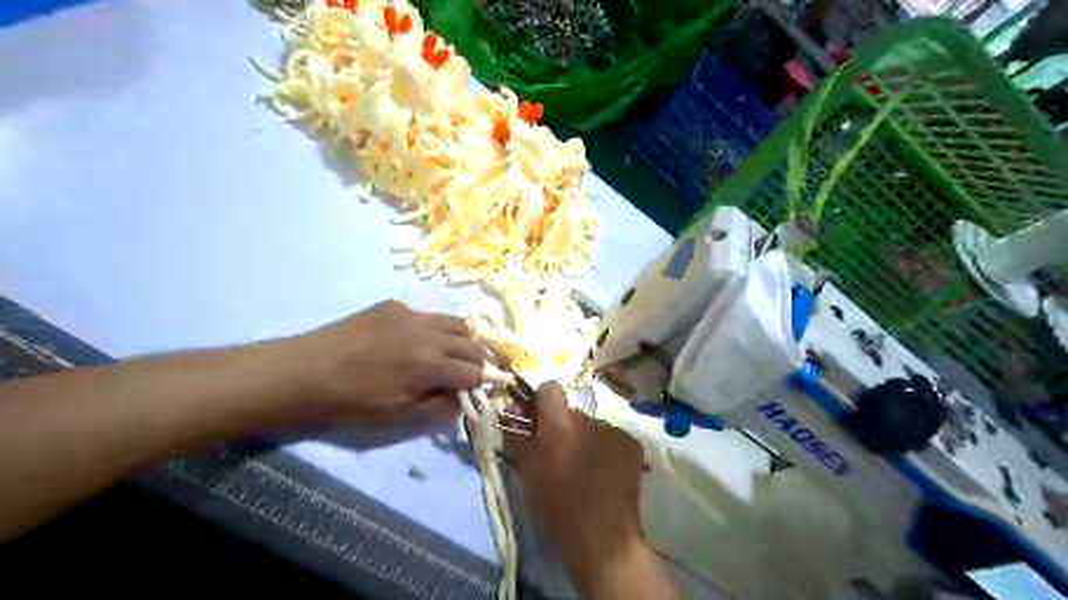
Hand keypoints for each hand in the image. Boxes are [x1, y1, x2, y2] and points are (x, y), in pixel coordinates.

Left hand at [280, 301, 486, 425]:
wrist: (302, 373)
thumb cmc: (350, 405)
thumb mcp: (398, 419)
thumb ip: (439, 408)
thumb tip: (460, 397)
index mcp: (430, 364)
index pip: (475, 372)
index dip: (475, 385)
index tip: (466, 393)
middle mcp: (428, 333)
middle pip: (472, 344)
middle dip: (473, 363)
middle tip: (459, 377)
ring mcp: (410, 314)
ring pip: (456, 323)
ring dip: (459, 342)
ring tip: (443, 357)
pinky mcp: (393, 306)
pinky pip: (427, 316)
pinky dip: (432, 330)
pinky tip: (410, 343)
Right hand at [506, 383, 674, 598]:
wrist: (604, 539)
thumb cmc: (558, 508)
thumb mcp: (527, 473)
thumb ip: (517, 438)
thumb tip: (508, 412)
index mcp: (560, 425)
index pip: (550, 388)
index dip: (542, 402)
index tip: (538, 422)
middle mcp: (590, 420)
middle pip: (571, 412)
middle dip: (563, 428)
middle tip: (560, 456)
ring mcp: (615, 431)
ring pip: (592, 427)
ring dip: (585, 440)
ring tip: (585, 470)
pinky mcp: (632, 444)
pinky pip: (611, 438)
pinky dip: (604, 450)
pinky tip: (605, 475)